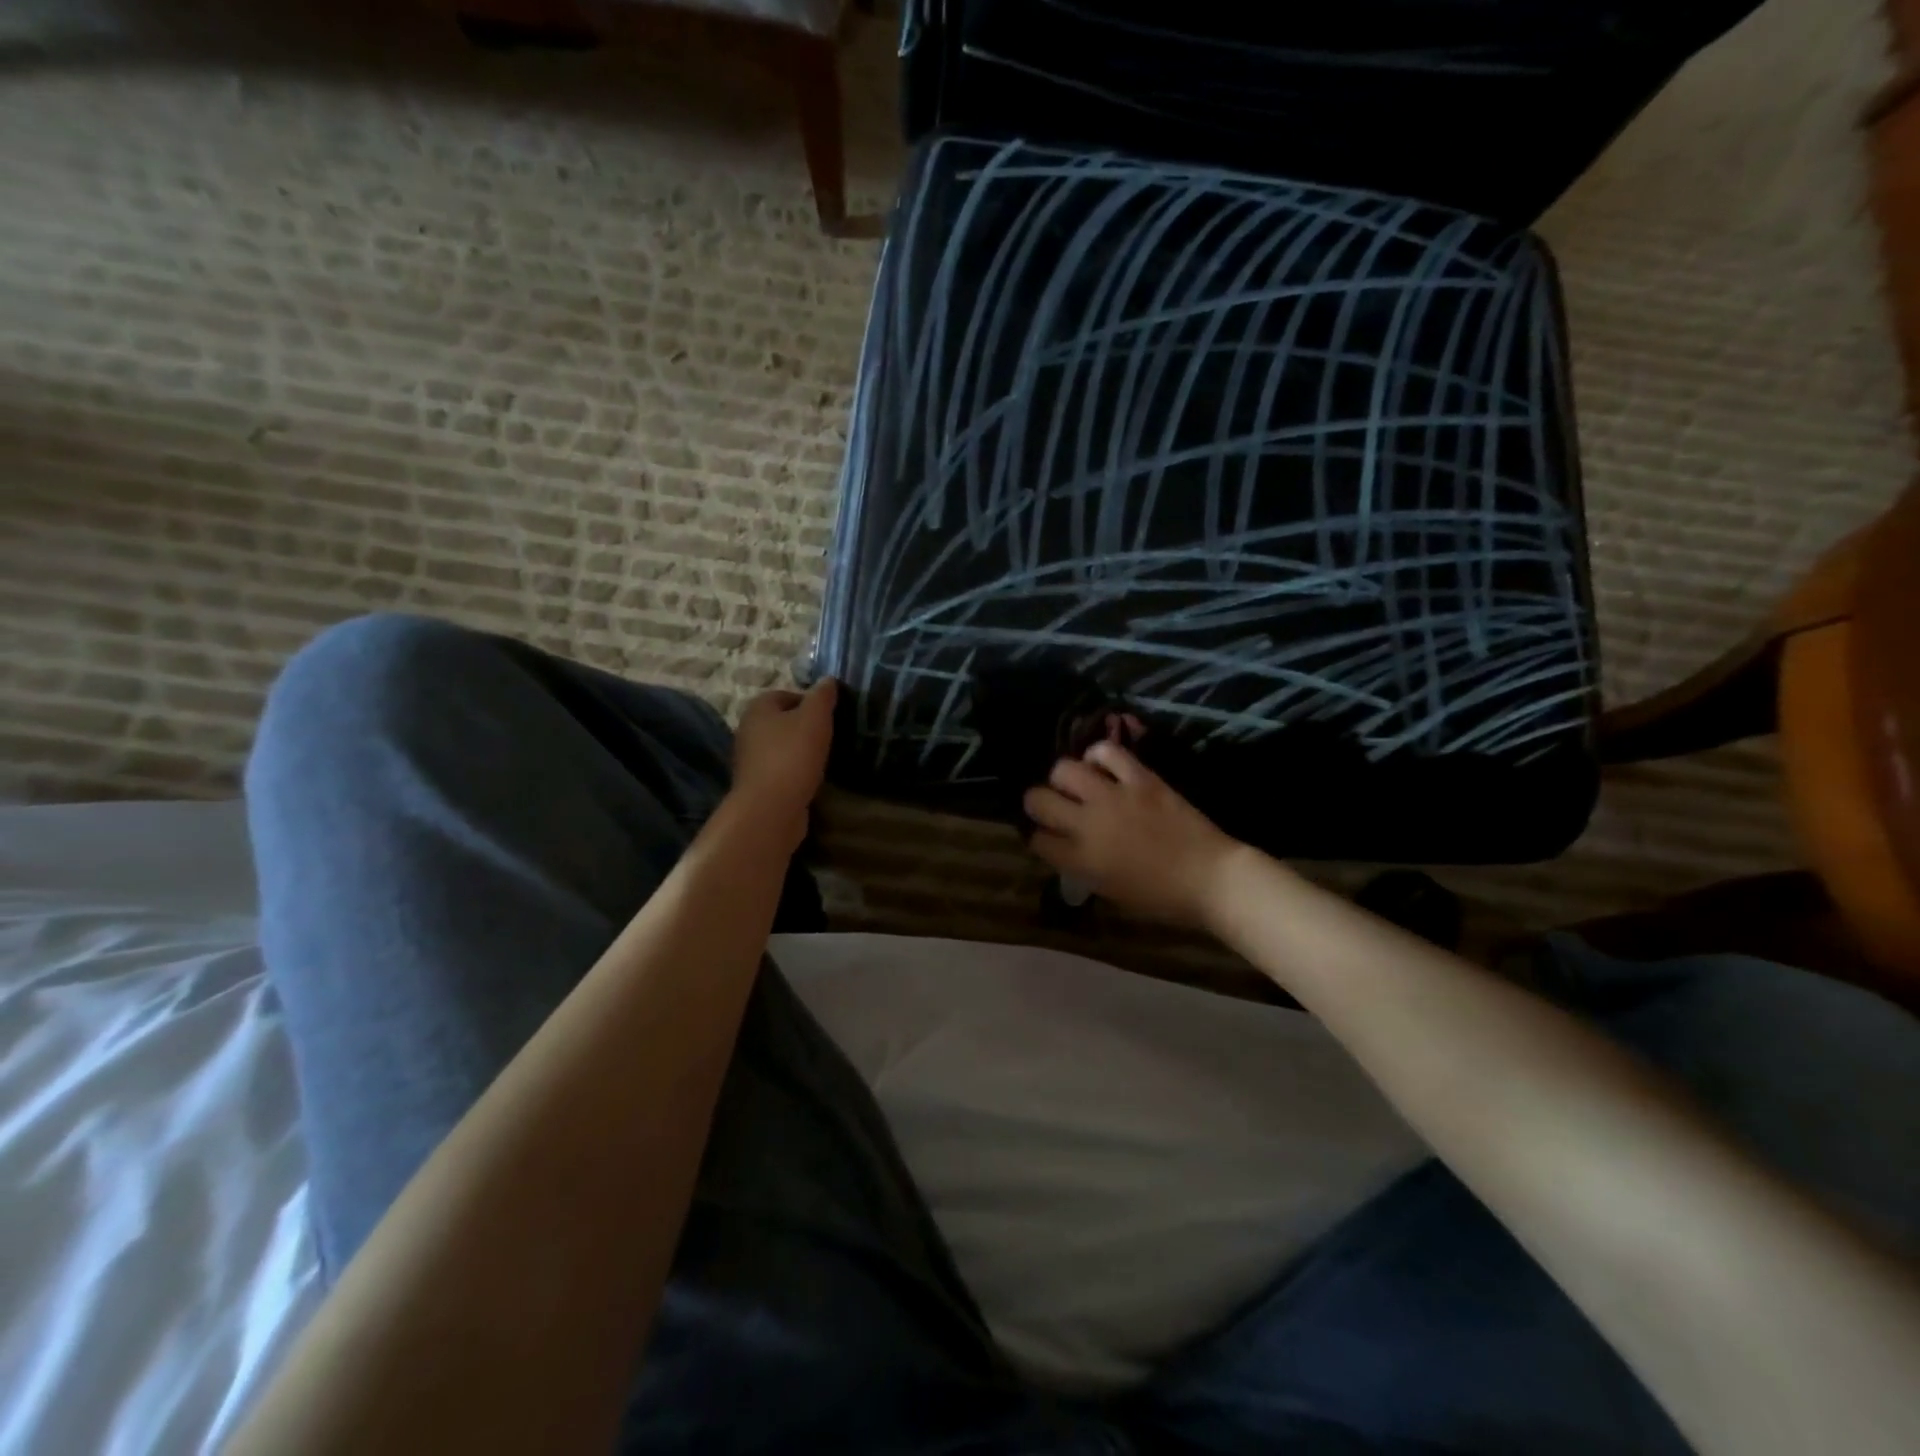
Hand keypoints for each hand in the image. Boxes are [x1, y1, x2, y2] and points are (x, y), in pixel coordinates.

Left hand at [730, 679, 835, 849]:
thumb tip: (828, 680)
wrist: (771, 808)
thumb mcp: (815, 718)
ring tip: (826, 757)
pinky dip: (797, 771)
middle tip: (831, 734)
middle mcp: (748, 730)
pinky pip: (781, 769)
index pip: (786, 694)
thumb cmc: (792, 755)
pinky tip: (813, 778)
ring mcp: (750, 759)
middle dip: (806, 726)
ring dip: (802, 750)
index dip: (810, 701)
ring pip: (782, 746)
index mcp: (758, 708)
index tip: (831, 714)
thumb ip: (822, 696)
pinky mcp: (758, 784)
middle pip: (783, 721)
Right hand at [1023, 742, 1241, 927]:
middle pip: (1038, 799)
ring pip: (1064, 769)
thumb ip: (1081, 866)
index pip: (1037, 839)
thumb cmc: (1161, 897)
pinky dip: (1098, 754)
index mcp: (1080, 860)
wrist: (1210, 878)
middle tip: (1050, 805)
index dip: (1038, 837)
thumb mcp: (1110, 891)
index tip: (1046, 836)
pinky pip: (1108, 751)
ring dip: (1063, 777)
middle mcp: (1088, 824)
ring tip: (1075, 782)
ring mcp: (1113, 797)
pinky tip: (1101, 765)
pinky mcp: (1140, 778)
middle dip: (1036, 802)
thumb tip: (1066, 845)